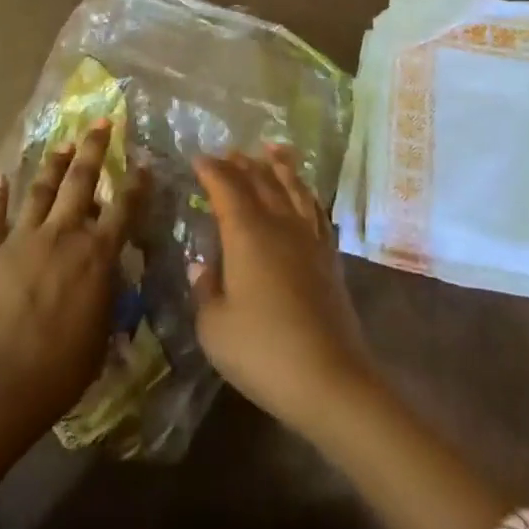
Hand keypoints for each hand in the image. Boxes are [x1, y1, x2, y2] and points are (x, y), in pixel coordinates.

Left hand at [0, 119, 142, 439]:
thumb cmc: (61, 369)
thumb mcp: (102, 332)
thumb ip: (106, 294)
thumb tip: (108, 272)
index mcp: (96, 254)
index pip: (124, 207)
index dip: (136, 182)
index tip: (143, 162)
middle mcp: (62, 234)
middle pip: (81, 181)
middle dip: (93, 148)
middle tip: (100, 122)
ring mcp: (22, 238)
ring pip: (40, 189)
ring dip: (52, 163)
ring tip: (62, 142)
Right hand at [191, 146, 377, 436]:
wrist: (330, 378)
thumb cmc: (263, 351)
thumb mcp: (215, 327)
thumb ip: (204, 290)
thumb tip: (202, 265)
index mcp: (247, 233)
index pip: (226, 188)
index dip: (211, 170)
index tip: (198, 159)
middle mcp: (279, 224)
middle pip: (261, 181)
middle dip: (242, 163)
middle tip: (228, 152)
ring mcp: (309, 238)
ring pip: (293, 188)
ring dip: (279, 166)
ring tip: (272, 149)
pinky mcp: (329, 257)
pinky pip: (315, 211)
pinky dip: (306, 193)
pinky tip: (304, 194)